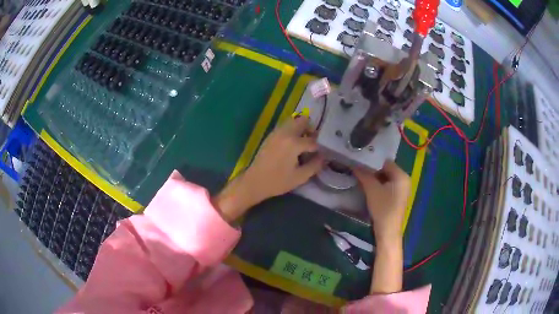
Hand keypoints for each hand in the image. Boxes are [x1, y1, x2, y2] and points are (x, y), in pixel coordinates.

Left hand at [213, 117, 323, 221]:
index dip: (320, 148)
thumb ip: (315, 165)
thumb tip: (324, 158)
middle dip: (311, 130)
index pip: (313, 141)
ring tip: (303, 144)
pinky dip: (292, 130)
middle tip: (313, 143)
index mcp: (294, 143)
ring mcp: (276, 132)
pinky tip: (292, 145)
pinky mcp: (270, 135)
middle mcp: (285, 133)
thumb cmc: (278, 181)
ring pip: (293, 121)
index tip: (322, 154)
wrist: (254, 182)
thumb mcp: (300, 177)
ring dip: (301, 128)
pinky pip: (285, 126)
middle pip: (303, 121)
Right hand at [353, 161, 409, 244]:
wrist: (388, 231)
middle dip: (373, 169)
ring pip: (386, 178)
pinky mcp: (398, 197)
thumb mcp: (372, 190)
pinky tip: (368, 186)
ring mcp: (402, 189)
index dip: (372, 161)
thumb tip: (354, 164)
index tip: (360, 161)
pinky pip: (388, 186)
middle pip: (386, 169)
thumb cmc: (382, 208)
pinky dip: (379, 185)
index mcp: (402, 176)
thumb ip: (364, 174)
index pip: (385, 162)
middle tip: (358, 168)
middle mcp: (404, 180)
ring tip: (361, 176)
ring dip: (375, 178)